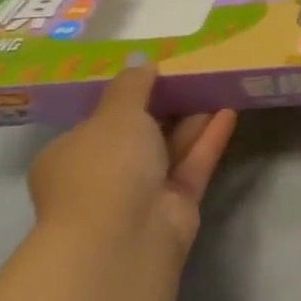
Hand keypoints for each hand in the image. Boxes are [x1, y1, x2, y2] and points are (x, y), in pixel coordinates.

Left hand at [28, 66, 237, 256]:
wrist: (123, 237)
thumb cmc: (104, 166)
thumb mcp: (115, 113)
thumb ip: (132, 86)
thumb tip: (142, 63)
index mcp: (71, 154)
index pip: (99, 121)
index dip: (128, 95)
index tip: (157, 72)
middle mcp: (104, 175)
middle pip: (140, 133)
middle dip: (168, 105)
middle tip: (196, 72)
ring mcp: (141, 193)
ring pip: (171, 148)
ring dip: (193, 118)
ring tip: (220, 83)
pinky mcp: (176, 205)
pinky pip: (194, 164)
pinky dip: (209, 138)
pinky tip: (230, 109)